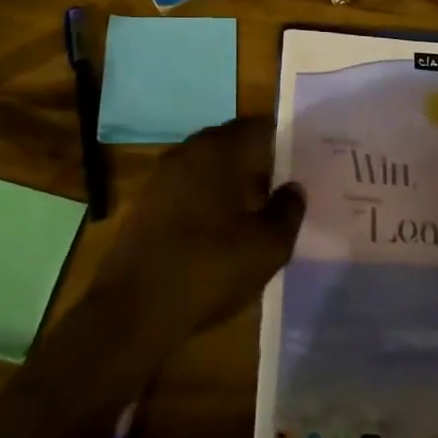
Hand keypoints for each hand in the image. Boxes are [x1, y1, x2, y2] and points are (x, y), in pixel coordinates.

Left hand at [84, 118, 304, 354]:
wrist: (133, 310)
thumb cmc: (209, 268)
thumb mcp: (267, 247)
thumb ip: (288, 212)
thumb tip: (293, 189)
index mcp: (220, 149)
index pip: (260, 127)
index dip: (285, 142)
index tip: (303, 163)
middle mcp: (189, 151)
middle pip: (233, 144)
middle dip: (259, 163)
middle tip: (283, 189)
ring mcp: (163, 176)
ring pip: (210, 166)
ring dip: (232, 183)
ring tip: (256, 214)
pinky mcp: (147, 202)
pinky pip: (189, 187)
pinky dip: (208, 199)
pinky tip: (220, 231)